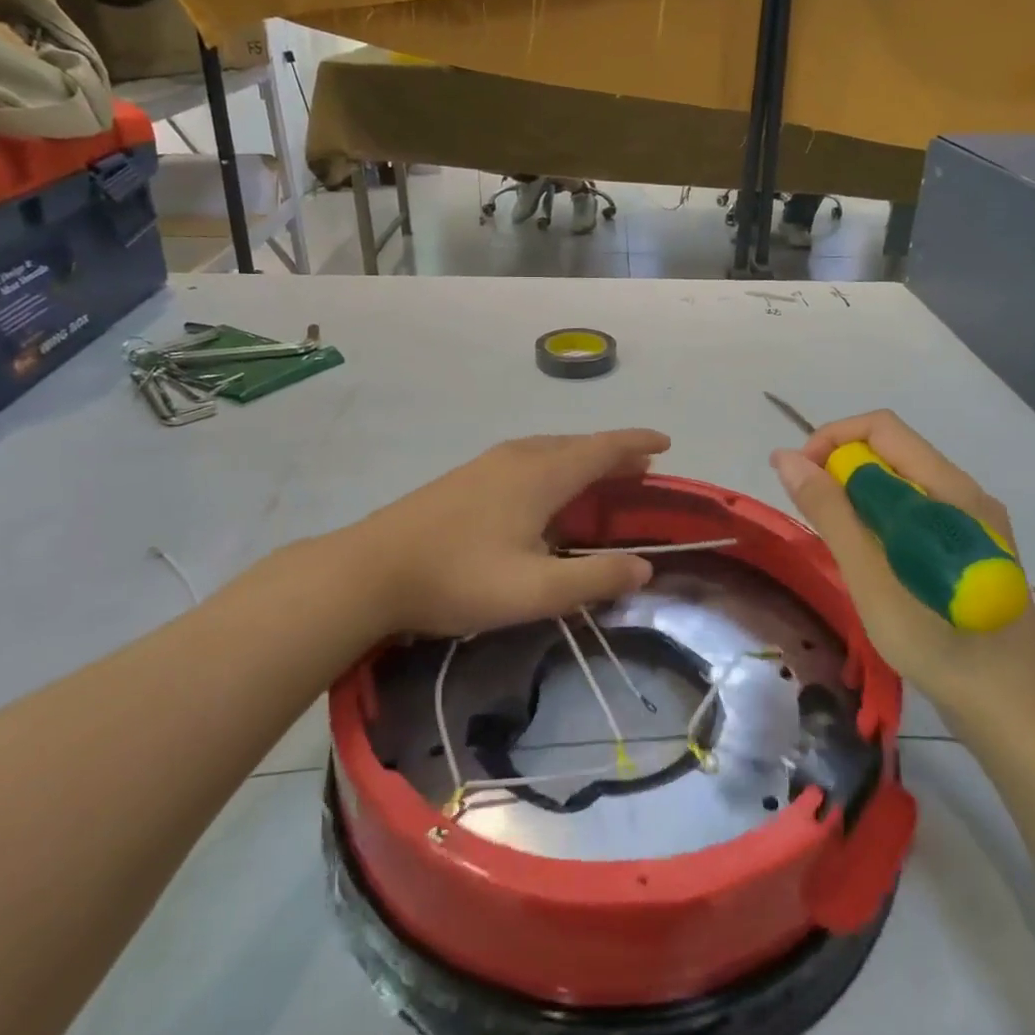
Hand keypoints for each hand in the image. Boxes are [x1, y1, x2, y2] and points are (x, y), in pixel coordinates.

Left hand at [355, 429, 671, 637]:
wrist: (369, 570)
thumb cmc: (458, 577)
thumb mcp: (535, 590)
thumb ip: (595, 579)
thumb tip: (644, 568)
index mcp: (541, 474)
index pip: (602, 448)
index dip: (637, 444)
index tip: (665, 443)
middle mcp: (518, 457)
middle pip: (578, 445)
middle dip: (613, 454)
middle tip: (641, 471)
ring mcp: (487, 464)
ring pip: (549, 450)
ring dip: (582, 460)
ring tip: (601, 479)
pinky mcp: (466, 478)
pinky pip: (527, 460)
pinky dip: (555, 468)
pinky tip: (546, 495)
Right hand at [771, 411, 1034, 719]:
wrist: (1016, 714)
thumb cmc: (940, 645)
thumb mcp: (872, 578)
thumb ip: (830, 512)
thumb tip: (786, 458)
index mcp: (949, 489)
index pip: (880, 429)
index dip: (830, 441)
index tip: (798, 480)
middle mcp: (964, 494)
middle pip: (891, 453)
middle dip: (840, 472)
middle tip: (813, 520)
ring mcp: (972, 524)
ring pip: (901, 486)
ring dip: (858, 501)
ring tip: (838, 547)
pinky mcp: (970, 551)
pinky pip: (915, 514)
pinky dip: (880, 524)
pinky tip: (872, 565)